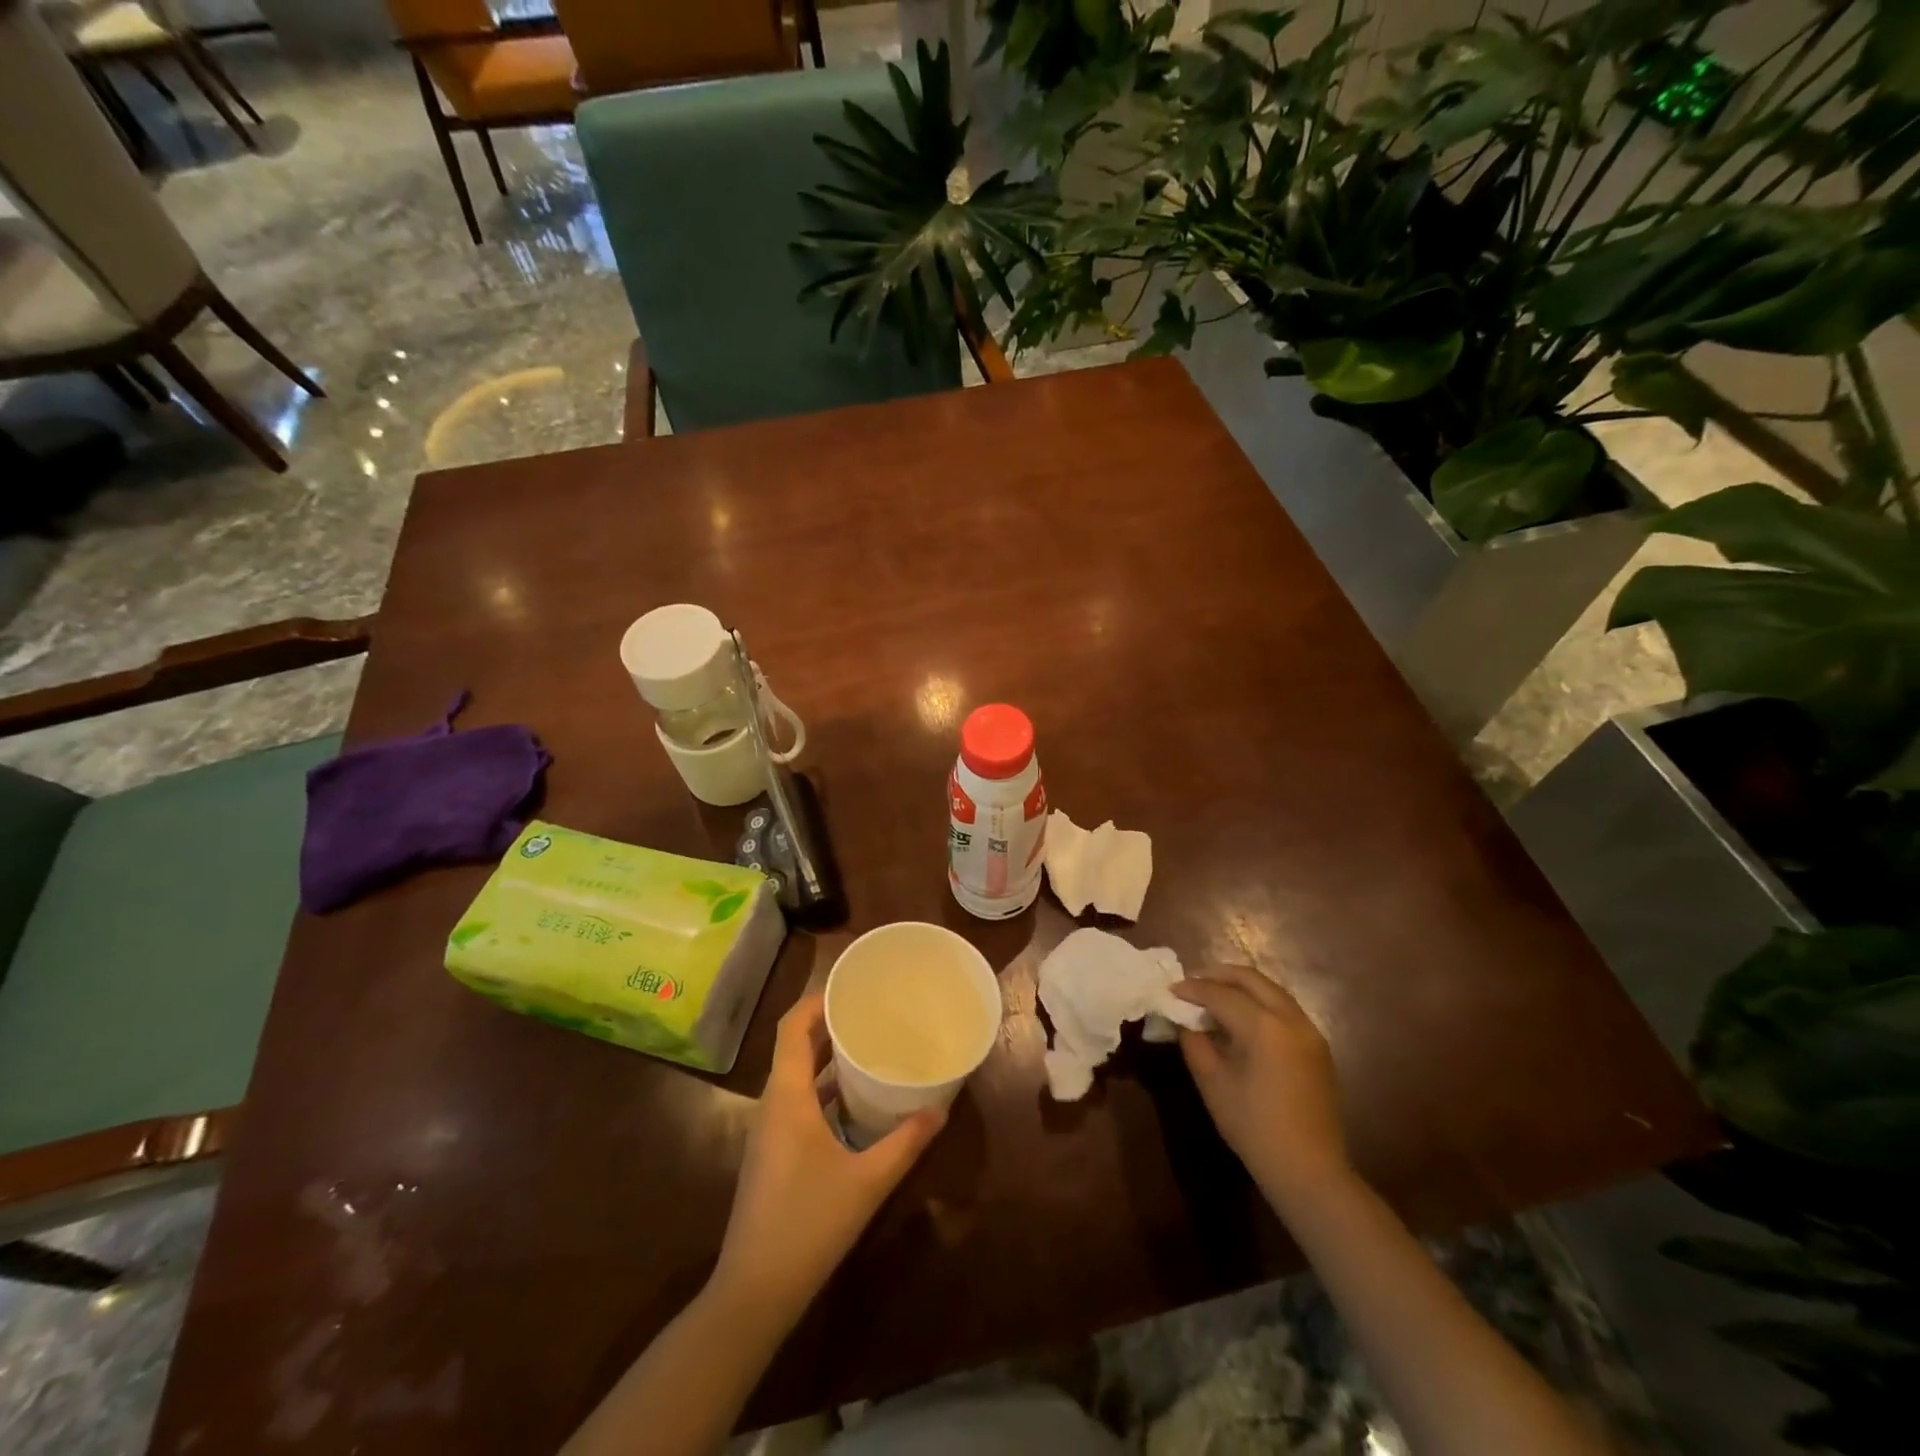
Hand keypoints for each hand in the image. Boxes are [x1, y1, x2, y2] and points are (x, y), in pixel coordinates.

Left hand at [712, 993, 945, 1320]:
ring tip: (868, 1043)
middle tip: (871, 1009)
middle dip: (829, 1022)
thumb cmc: (809, 1224)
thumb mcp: (868, 1181)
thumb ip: (906, 1142)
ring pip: (795, 1073)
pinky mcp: (773, 1151)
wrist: (755, 1291)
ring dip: (826, 1055)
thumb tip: (942, 1109)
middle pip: (795, 1045)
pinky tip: (855, 1099)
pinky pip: (797, 1099)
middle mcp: (773, 1103)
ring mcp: (769, 1129)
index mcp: (787, 1095)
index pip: (792, 1026)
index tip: (853, 987)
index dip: (817, 1000)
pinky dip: (823, 1086)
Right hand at [1172, 965, 1350, 1207]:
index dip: (1192, 989)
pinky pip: (1283, 1008)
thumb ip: (1194, 1042)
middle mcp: (1291, 1018)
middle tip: (1192, 983)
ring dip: (1240, 986)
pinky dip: (1259, 1002)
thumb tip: (1183, 1019)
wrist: (1309, 1170)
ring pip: (1271, 990)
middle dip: (1218, 975)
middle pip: (1251, 979)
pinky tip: (1241, 1019)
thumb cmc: (1254, 1128)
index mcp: (1264, 1026)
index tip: (1169, 989)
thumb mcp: (1213, 1083)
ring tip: (1213, 996)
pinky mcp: (1317, 1046)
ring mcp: (1309, 1031)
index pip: (1221, 994)